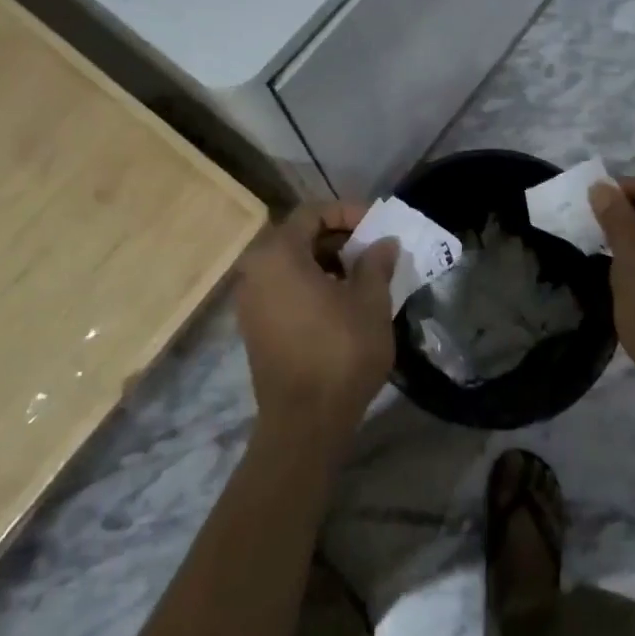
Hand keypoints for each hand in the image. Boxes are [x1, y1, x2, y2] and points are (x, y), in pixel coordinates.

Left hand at [231, 203, 397, 458]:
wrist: (304, 423)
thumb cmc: (339, 352)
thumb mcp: (370, 301)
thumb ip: (376, 263)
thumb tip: (383, 243)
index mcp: (278, 254)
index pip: (313, 212)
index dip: (348, 212)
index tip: (378, 226)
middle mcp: (255, 270)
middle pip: (299, 235)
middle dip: (339, 237)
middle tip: (373, 249)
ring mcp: (251, 300)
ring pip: (292, 263)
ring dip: (327, 262)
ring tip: (364, 275)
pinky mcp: (255, 326)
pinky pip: (284, 288)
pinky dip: (312, 284)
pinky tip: (342, 301)